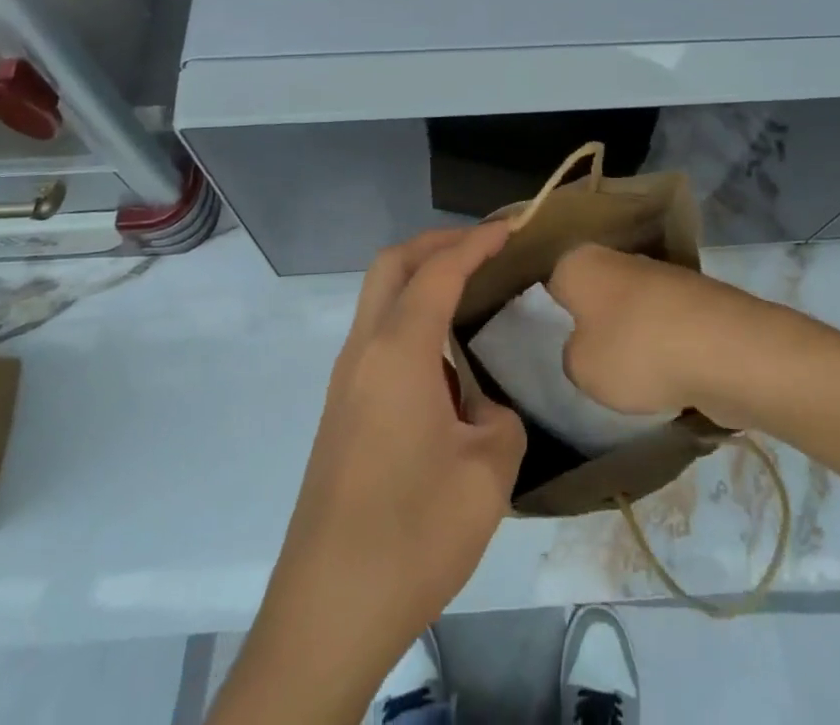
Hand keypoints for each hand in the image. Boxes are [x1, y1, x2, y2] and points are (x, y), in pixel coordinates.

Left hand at [255, 224, 525, 696]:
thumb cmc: (412, 535)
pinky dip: (411, 318)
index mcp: (398, 352)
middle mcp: (363, 351)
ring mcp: (345, 381)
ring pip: (379, 298)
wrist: (327, 612)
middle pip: (392, 265)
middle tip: (484, 248)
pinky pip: (377, 336)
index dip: (477, 242)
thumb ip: (499, 420)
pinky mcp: (341, 410)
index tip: (512, 227)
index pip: (439, 271)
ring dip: (421, 279)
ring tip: (471, 293)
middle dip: (438, 243)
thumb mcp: (487, 474)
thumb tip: (480, 409)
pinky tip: (445, 357)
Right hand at [548, 245, 779, 424]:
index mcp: (580, 261)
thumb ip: (572, 354)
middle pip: (592, 290)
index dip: (542, 308)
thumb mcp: (580, 368)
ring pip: (628, 307)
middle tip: (578, 358)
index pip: (548, 278)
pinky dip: (660, 345)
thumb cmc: (637, 351)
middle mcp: (618, 257)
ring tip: (622, 375)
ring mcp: (660, 275)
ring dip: (626, 334)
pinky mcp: (694, 299)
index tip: (538, 335)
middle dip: (588, 319)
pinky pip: (662, 324)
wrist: (727, 350)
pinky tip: (661, 375)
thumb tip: (587, 346)